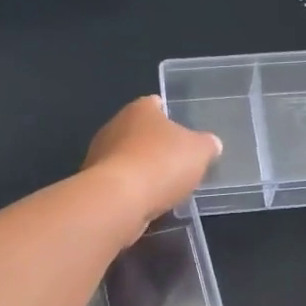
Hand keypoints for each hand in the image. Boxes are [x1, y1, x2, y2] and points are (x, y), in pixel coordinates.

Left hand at [82, 97, 221, 227]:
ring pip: (127, 157)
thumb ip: (207, 145)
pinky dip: (131, 189)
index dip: (170, 115)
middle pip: (139, 131)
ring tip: (163, 186)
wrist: (119, 200)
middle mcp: (115, 125)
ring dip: (142, 169)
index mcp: (140, 109)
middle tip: (177, 161)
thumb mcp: (200, 152)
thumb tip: (211, 144)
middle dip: (156, 144)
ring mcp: (100, 154)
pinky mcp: (94, 183)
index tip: (183, 131)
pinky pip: (119, 182)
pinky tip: (145, 202)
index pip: (155, 104)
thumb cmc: (162, 163)